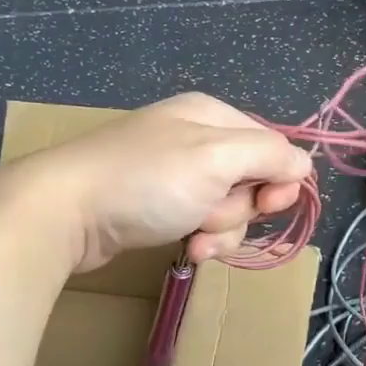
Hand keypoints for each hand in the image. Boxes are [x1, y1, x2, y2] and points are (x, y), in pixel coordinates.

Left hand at [31, 93, 313, 270]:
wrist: (62, 212)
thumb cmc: (146, 181)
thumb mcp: (217, 159)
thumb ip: (270, 155)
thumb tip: (303, 165)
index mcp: (212, 116)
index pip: (273, 146)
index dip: (279, 179)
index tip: (268, 206)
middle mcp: (196, 139)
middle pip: (251, 180)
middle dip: (239, 209)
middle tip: (210, 217)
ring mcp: (174, 173)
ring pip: (227, 207)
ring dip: (220, 230)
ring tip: (193, 239)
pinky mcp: (157, 204)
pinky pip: (199, 221)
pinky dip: (198, 237)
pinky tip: (184, 248)